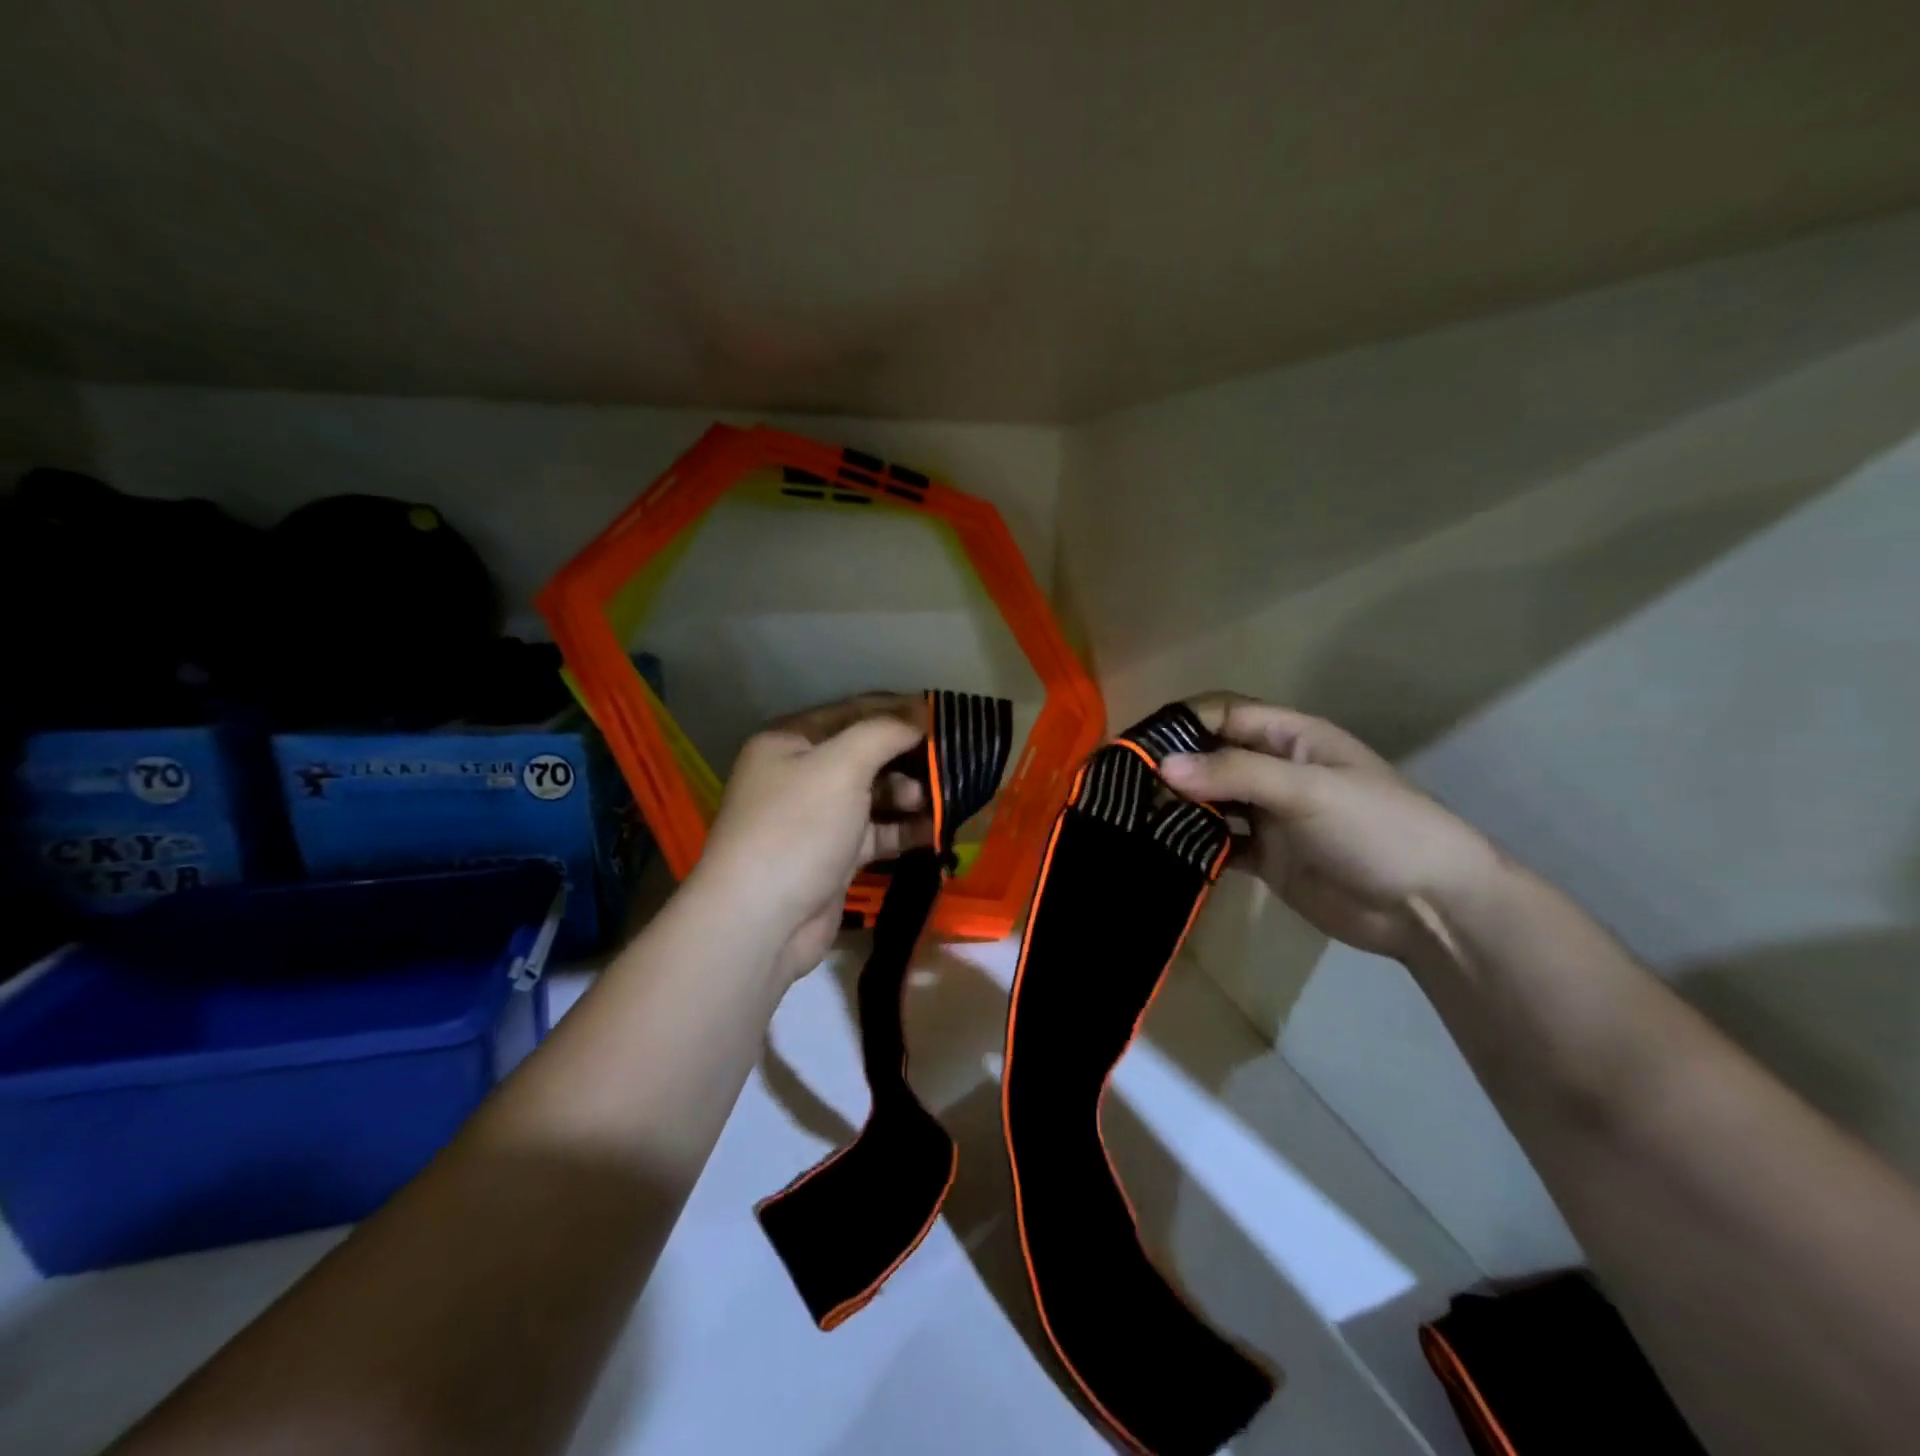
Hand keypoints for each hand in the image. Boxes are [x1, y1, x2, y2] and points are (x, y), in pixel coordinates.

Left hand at [690, 693, 933, 983]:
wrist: (761, 922)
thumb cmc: (797, 828)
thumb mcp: (840, 766)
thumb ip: (883, 733)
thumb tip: (919, 714)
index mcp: (791, 741)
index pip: (853, 711)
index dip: (898, 710)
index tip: (943, 713)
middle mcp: (802, 773)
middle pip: (867, 753)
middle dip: (909, 755)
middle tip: (953, 759)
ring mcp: (819, 817)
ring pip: (875, 794)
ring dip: (911, 793)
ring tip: (941, 800)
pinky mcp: (835, 855)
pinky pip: (878, 831)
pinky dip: (906, 829)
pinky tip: (937, 830)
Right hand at [1160, 694, 1499, 960]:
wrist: (1429, 908)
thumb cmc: (1376, 828)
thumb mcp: (1307, 789)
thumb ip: (1234, 774)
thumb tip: (1161, 767)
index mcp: (1290, 738)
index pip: (1223, 715)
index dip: (1180, 724)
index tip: (1134, 744)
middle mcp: (1274, 771)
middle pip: (1210, 757)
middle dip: (1171, 767)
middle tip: (1121, 786)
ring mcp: (1269, 816)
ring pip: (1210, 802)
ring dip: (1177, 807)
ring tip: (1130, 818)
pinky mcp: (1265, 858)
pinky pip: (1219, 844)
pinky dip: (1192, 845)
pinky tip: (1161, 851)